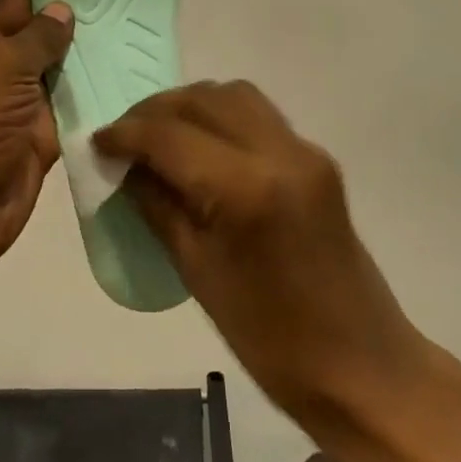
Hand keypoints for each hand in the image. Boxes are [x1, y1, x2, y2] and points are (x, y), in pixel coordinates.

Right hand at [94, 81, 424, 440]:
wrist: (362, 367)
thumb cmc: (272, 339)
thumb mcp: (198, 272)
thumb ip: (157, 206)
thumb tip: (125, 168)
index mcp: (247, 188)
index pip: (171, 135)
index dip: (126, 134)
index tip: (97, 142)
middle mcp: (279, 151)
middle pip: (202, 100)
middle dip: (154, 111)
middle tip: (123, 138)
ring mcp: (303, 149)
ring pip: (232, 94)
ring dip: (188, 105)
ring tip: (159, 136)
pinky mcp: (316, 157)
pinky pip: (256, 114)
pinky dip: (219, 116)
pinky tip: (200, 146)